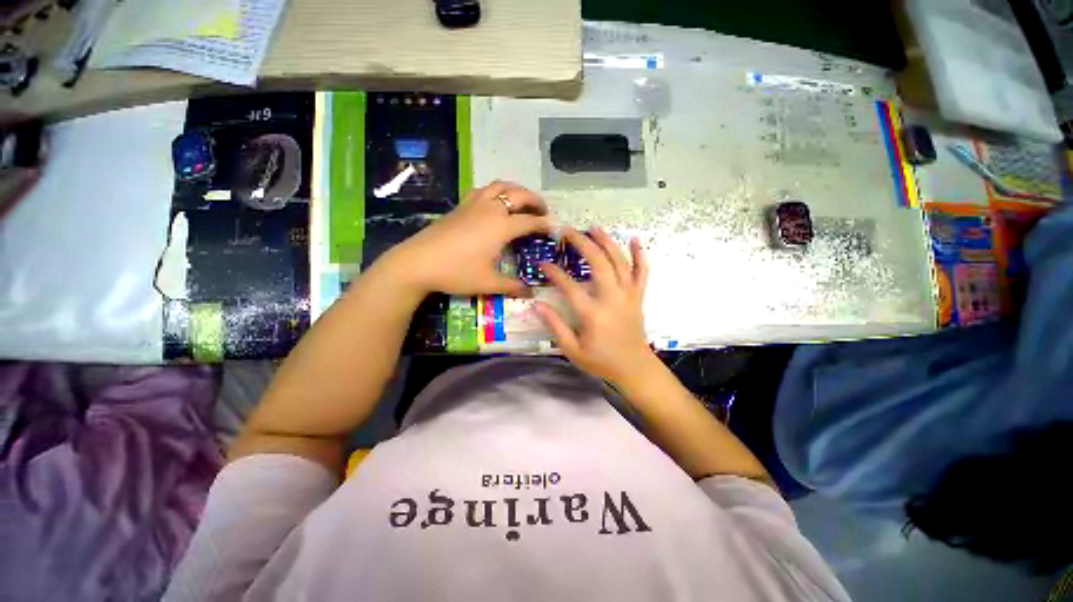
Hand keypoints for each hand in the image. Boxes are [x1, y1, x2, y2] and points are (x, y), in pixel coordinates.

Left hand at [382, 181, 551, 296]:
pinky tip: (495, 202)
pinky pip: (484, 189)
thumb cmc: (457, 272)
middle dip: (535, 200)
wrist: (417, 262)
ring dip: (516, 190)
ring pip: (501, 185)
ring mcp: (474, 204)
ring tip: (523, 201)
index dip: (545, 224)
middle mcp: (491, 209)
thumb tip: (531, 293)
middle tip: (543, 211)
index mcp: (501, 226)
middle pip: (519, 194)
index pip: (530, 221)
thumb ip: (513, 287)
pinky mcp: (461, 205)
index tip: (555, 228)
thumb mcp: (489, 283)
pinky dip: (496, 190)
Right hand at [535, 227, 656, 385]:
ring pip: (620, 262)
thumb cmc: (601, 361)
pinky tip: (635, 239)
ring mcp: (628, 295)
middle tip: (569, 231)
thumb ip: (555, 326)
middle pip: (598, 264)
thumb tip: (536, 305)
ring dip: (607, 242)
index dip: (554, 272)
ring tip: (594, 228)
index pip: (569, 286)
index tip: (542, 263)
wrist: (635, 369)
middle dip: (583, 244)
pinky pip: (642, 272)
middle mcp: (612, 299)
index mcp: (593, 314)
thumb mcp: (572, 350)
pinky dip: (640, 255)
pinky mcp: (638, 297)